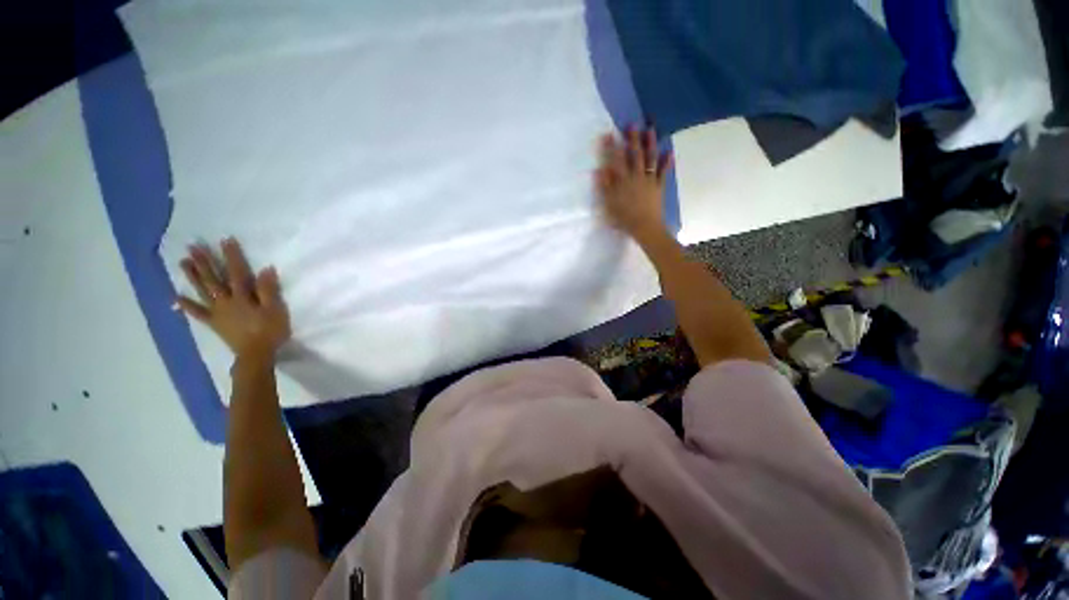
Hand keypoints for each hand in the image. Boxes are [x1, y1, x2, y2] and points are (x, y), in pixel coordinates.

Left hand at [175, 237, 290, 359]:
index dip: (231, 256)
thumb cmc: (269, 330)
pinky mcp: (214, 323)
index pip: (236, 272)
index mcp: (242, 297)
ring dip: (192, 277)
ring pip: (202, 291)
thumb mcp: (275, 310)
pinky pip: (198, 313)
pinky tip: (176, 298)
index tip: (225, 239)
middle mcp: (226, 301)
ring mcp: (217, 312)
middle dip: (204, 262)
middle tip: (192, 247)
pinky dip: (187, 305)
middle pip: (213, 279)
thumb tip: (265, 268)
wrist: (256, 354)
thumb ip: (269, 290)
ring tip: (182, 262)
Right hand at [595, 126, 672, 242]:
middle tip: (632, 125)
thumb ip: (604, 187)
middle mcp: (636, 176)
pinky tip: (670, 152)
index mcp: (623, 181)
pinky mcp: (658, 186)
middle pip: (634, 155)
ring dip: (650, 144)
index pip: (616, 160)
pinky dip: (667, 162)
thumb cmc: (624, 218)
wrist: (645, 227)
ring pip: (650, 159)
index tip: (608, 134)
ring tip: (650, 130)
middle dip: (633, 139)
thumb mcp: (609, 204)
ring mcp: (649, 180)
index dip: (611, 147)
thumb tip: (598, 170)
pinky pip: (663, 172)